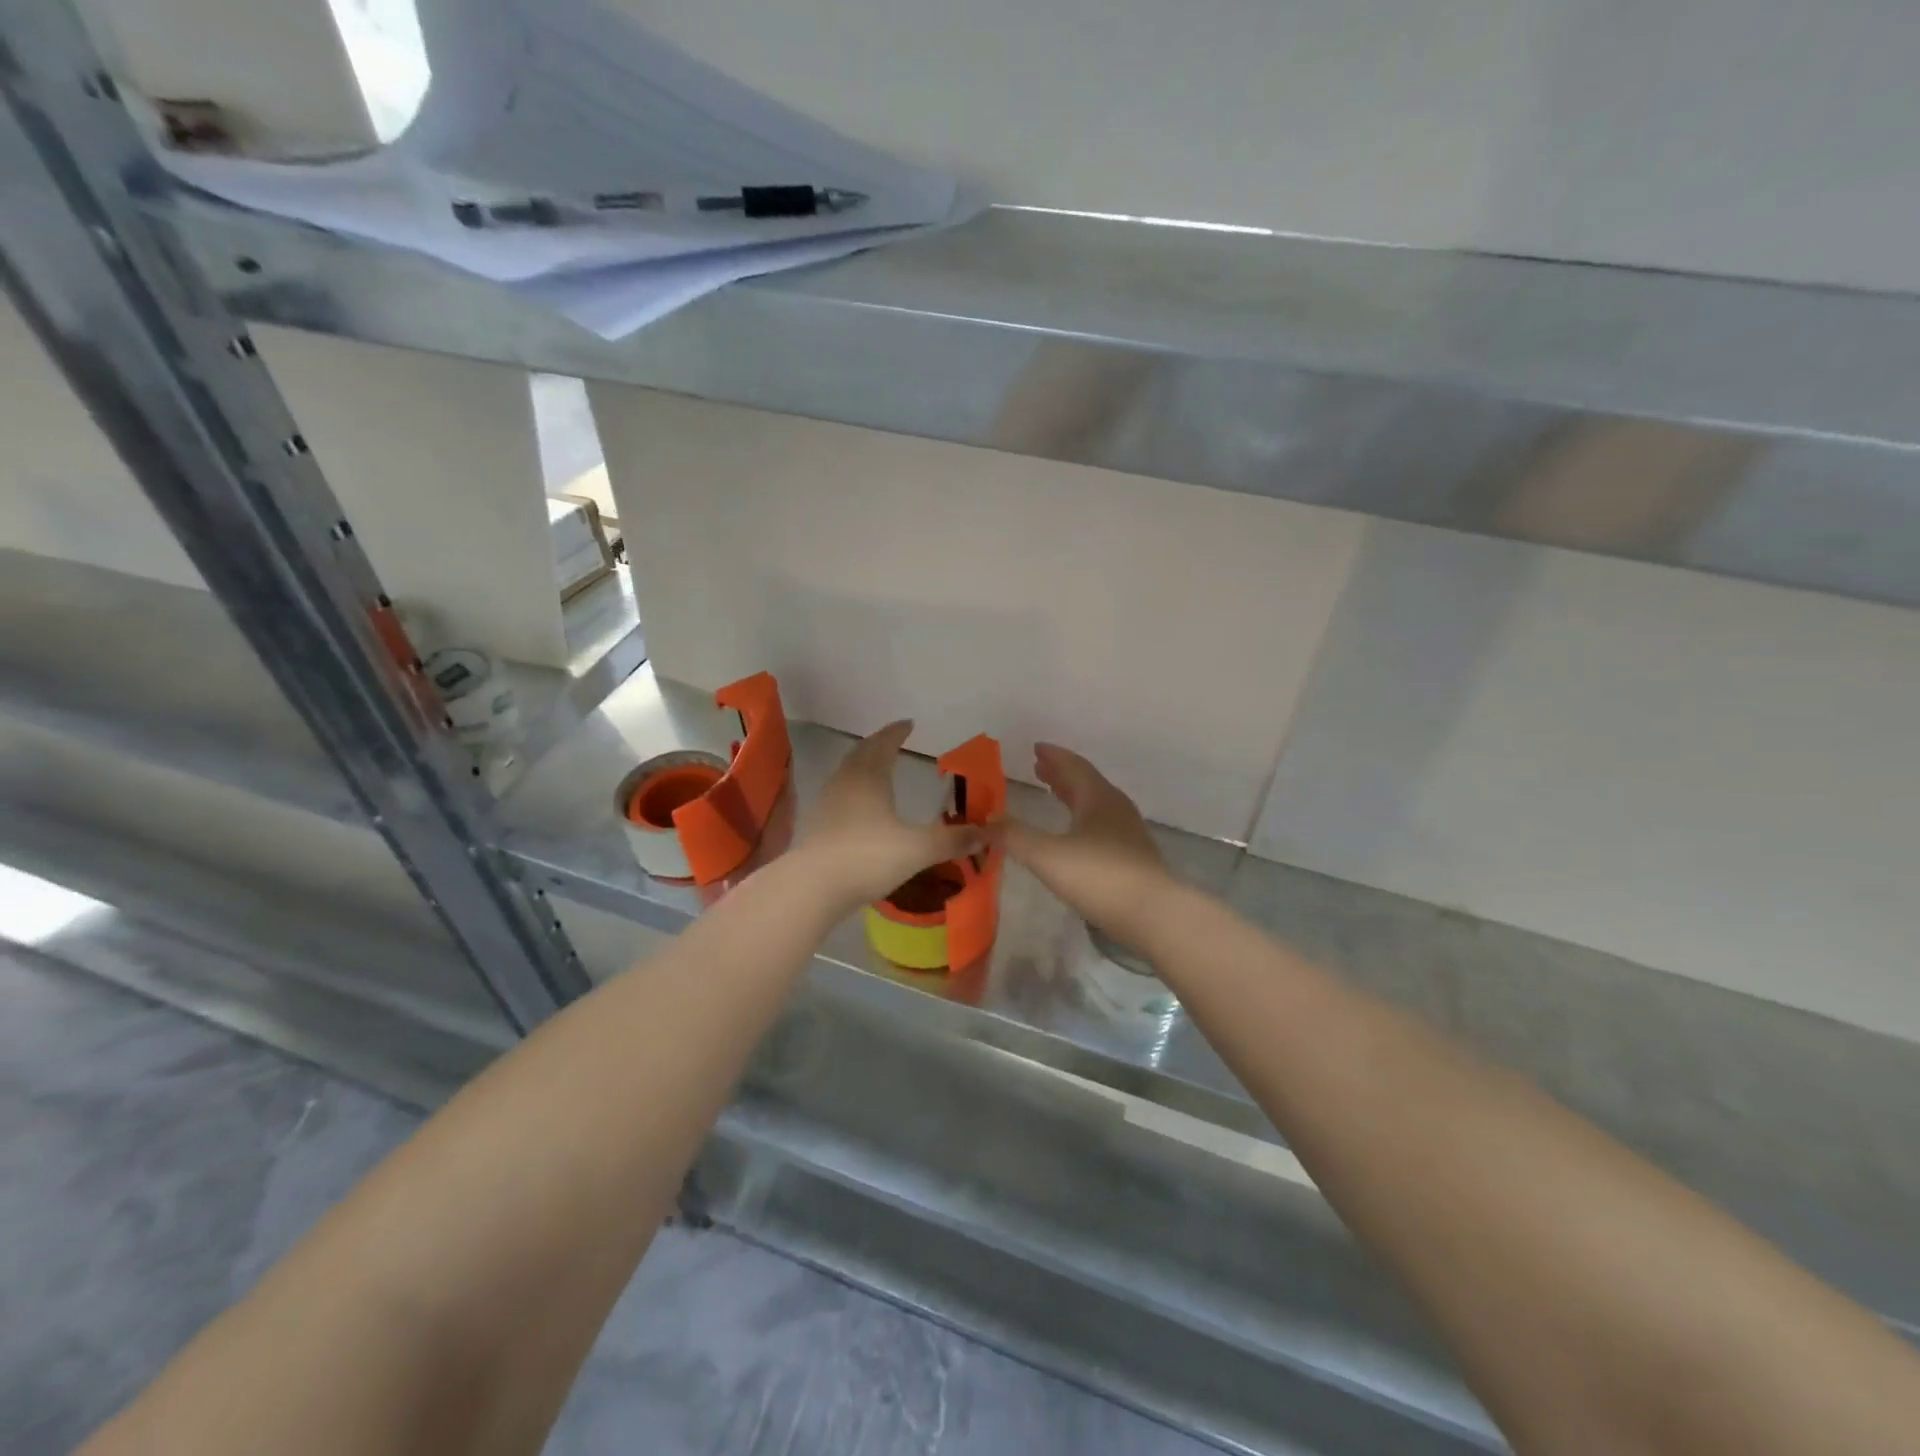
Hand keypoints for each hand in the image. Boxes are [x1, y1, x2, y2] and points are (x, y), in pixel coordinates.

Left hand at [796, 720, 988, 912]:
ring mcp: (827, 802)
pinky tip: (860, 807)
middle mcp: (845, 782)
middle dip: (878, 744)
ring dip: (863, 765)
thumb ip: (952, 840)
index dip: (897, 732)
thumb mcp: (918, 849)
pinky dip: (853, 789)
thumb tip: (987, 833)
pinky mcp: (817, 825)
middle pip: (861, 753)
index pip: (884, 744)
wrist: (812, 887)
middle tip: (893, 740)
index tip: (909, 723)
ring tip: (877, 769)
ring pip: (847, 773)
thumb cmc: (868, 857)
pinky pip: (839, 795)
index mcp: (869, 777)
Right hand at [1005, 743, 1173, 951]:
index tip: (1036, 748)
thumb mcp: (1046, 855)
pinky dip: (1082, 818)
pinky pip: (1102, 825)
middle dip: (1061, 774)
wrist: (1153, 914)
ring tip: (1054, 793)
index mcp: (1097, 798)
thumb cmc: (1098, 876)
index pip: (1073, 767)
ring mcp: (1128, 833)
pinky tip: (1075, 835)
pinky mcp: (1132, 857)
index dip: (1053, 756)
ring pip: (1096, 804)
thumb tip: (984, 821)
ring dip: (1073, 795)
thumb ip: (1014, 836)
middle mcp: (1115, 808)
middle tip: (1039, 768)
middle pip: (1086, 783)